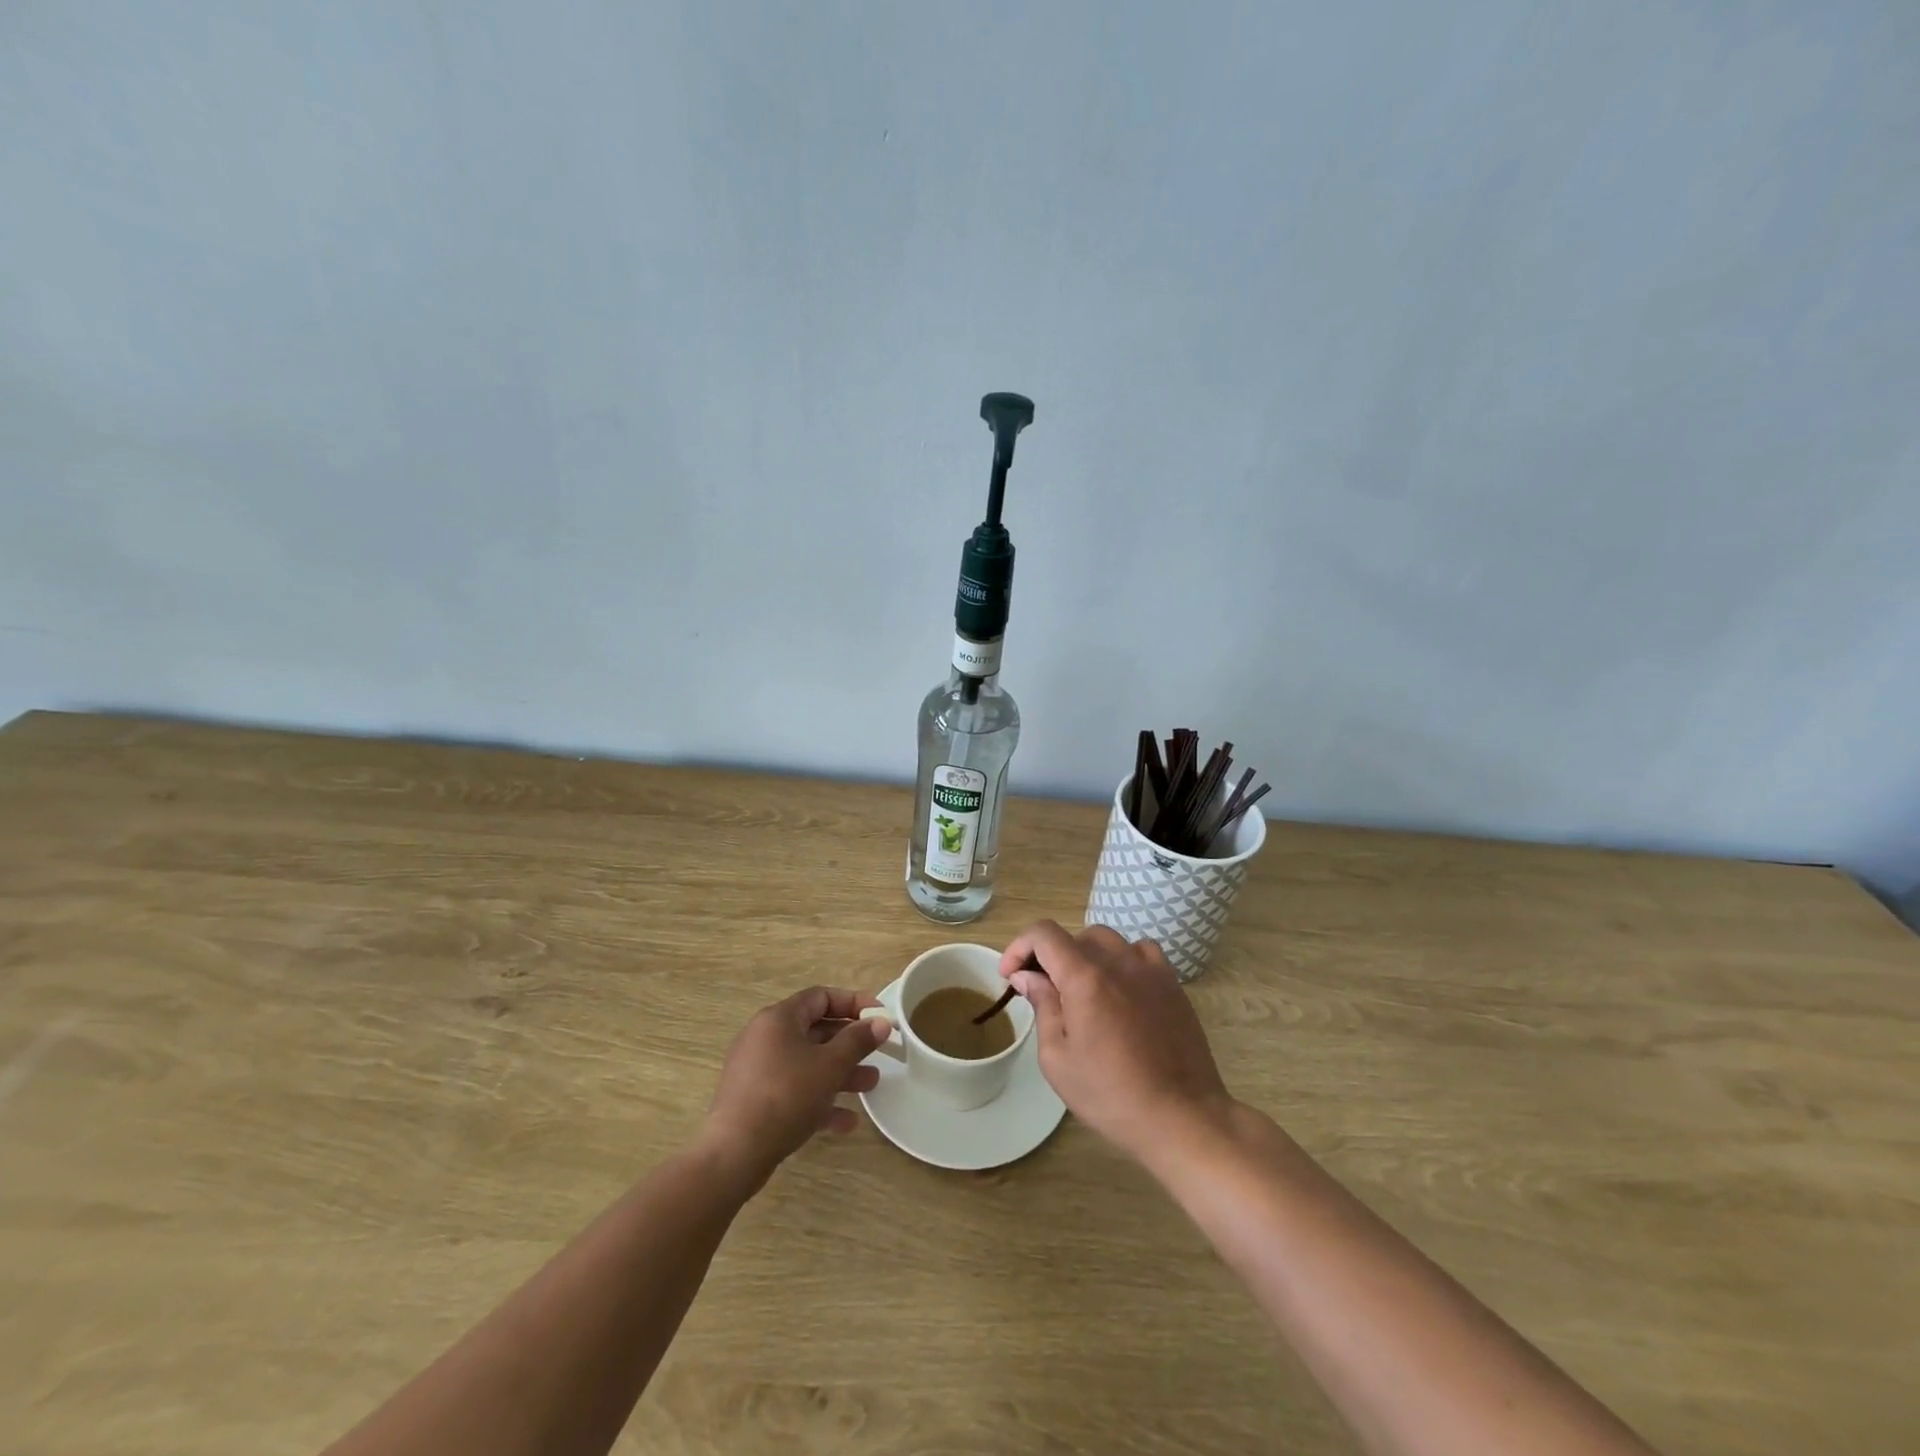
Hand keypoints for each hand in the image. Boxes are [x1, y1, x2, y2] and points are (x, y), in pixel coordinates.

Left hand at [701, 987, 889, 1186]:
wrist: (734, 1154)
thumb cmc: (785, 1096)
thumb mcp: (829, 1066)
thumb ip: (858, 1041)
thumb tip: (881, 1022)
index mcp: (779, 1019)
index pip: (821, 997)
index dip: (854, 1003)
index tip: (879, 1017)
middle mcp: (766, 1038)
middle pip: (816, 1031)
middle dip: (850, 1044)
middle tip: (879, 1053)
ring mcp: (759, 1070)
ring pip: (808, 1063)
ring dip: (841, 1073)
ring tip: (871, 1085)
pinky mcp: (756, 1101)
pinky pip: (795, 1090)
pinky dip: (820, 1099)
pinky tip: (846, 1121)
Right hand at [1001, 921, 1233, 1163]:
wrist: (1181, 1117)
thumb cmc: (1111, 1095)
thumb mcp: (1058, 1059)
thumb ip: (1042, 1006)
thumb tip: (1027, 976)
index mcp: (1084, 977)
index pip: (1044, 934)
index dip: (1019, 946)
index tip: (1010, 975)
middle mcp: (1117, 961)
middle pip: (1074, 937)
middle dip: (1050, 957)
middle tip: (1042, 991)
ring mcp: (1149, 968)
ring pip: (1107, 941)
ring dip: (1085, 956)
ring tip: (1081, 990)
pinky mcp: (1171, 983)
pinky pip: (1140, 952)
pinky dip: (1122, 961)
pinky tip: (1120, 988)